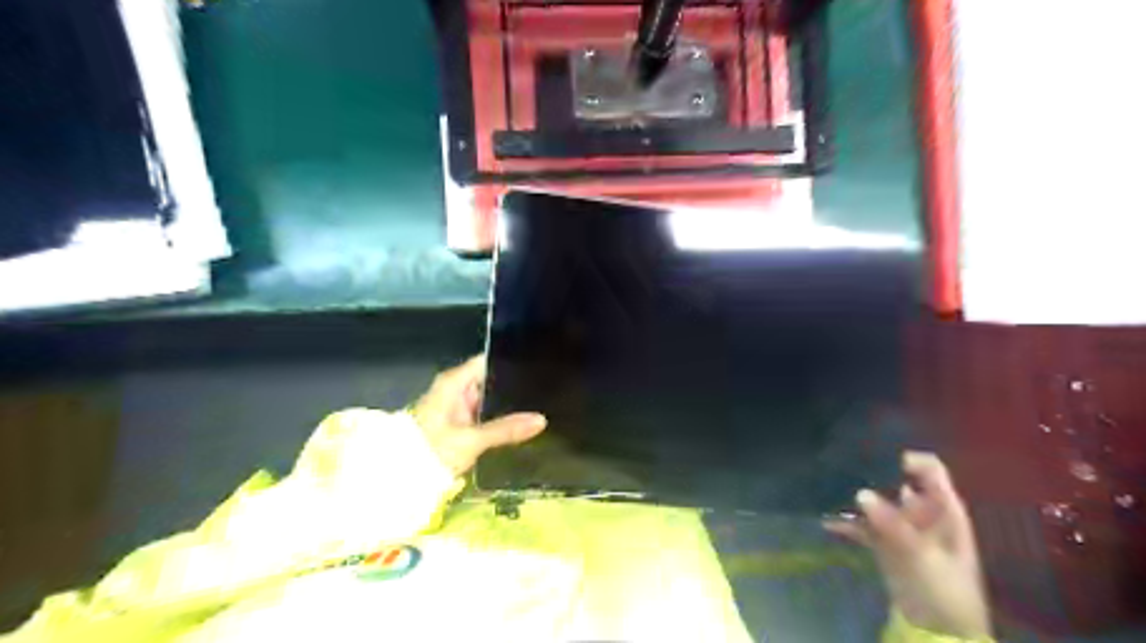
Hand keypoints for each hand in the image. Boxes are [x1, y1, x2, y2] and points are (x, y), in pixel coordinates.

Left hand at [409, 356, 547, 477]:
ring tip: (541, 402)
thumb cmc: (431, 451)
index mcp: (453, 382)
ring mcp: (456, 407)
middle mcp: (455, 389)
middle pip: (490, 380)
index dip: (509, 361)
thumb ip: (506, 429)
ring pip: (488, 399)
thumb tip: (542, 420)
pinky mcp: (458, 424)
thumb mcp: (471, 441)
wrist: (398, 479)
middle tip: (546, 386)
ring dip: (507, 403)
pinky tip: (521, 421)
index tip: (536, 364)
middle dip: (513, 386)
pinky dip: (498, 417)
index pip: (486, 361)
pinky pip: (483, 414)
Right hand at [824, 452, 993, 637]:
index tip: (875, 455)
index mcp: (944, 511)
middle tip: (843, 464)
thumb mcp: (920, 556)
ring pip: (877, 503)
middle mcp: (923, 513)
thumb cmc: (942, 591)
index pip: (929, 470)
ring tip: (829, 486)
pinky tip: (827, 521)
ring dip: (856, 498)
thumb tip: (860, 493)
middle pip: (897, 482)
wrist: (938, 633)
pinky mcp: (885, 545)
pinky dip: (847, 524)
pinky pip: (863, 526)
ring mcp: (902, 529)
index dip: (906, 459)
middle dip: (872, 474)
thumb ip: (892, 524)